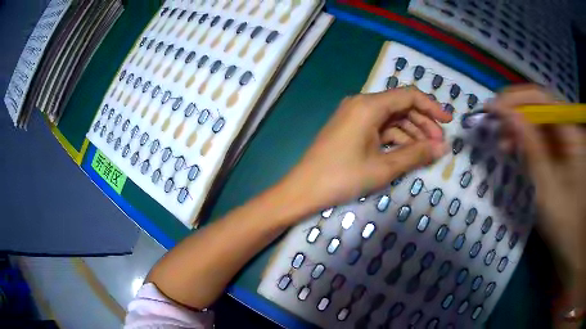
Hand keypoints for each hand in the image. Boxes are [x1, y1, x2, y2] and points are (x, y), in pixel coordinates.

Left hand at [278, 87, 450, 216]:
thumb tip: (443, 148)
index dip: (432, 106)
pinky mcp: (351, 129)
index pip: (408, 96)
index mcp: (369, 106)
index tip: (449, 121)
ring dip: (411, 133)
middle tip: (439, 144)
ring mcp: (354, 116)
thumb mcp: (384, 167)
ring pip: (391, 119)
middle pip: (401, 107)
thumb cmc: (342, 177)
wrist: (303, 190)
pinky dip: (395, 139)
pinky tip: (408, 152)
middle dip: (423, 123)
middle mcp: (361, 104)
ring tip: (428, 151)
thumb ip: (416, 155)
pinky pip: (379, 128)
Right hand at [486, 85, 585, 294]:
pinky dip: (526, 140)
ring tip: (502, 141)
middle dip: (516, 112)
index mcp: (572, 133)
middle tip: (494, 123)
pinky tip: (514, 148)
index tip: (494, 107)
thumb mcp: (547, 188)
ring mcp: (566, 139)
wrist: (572, 243)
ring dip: (519, 127)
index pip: (543, 100)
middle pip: (541, 107)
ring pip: (539, 121)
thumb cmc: (564, 222)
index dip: (518, 99)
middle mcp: (569, 128)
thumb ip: (531, 148)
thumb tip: (508, 115)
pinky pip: (541, 136)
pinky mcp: (561, 151)